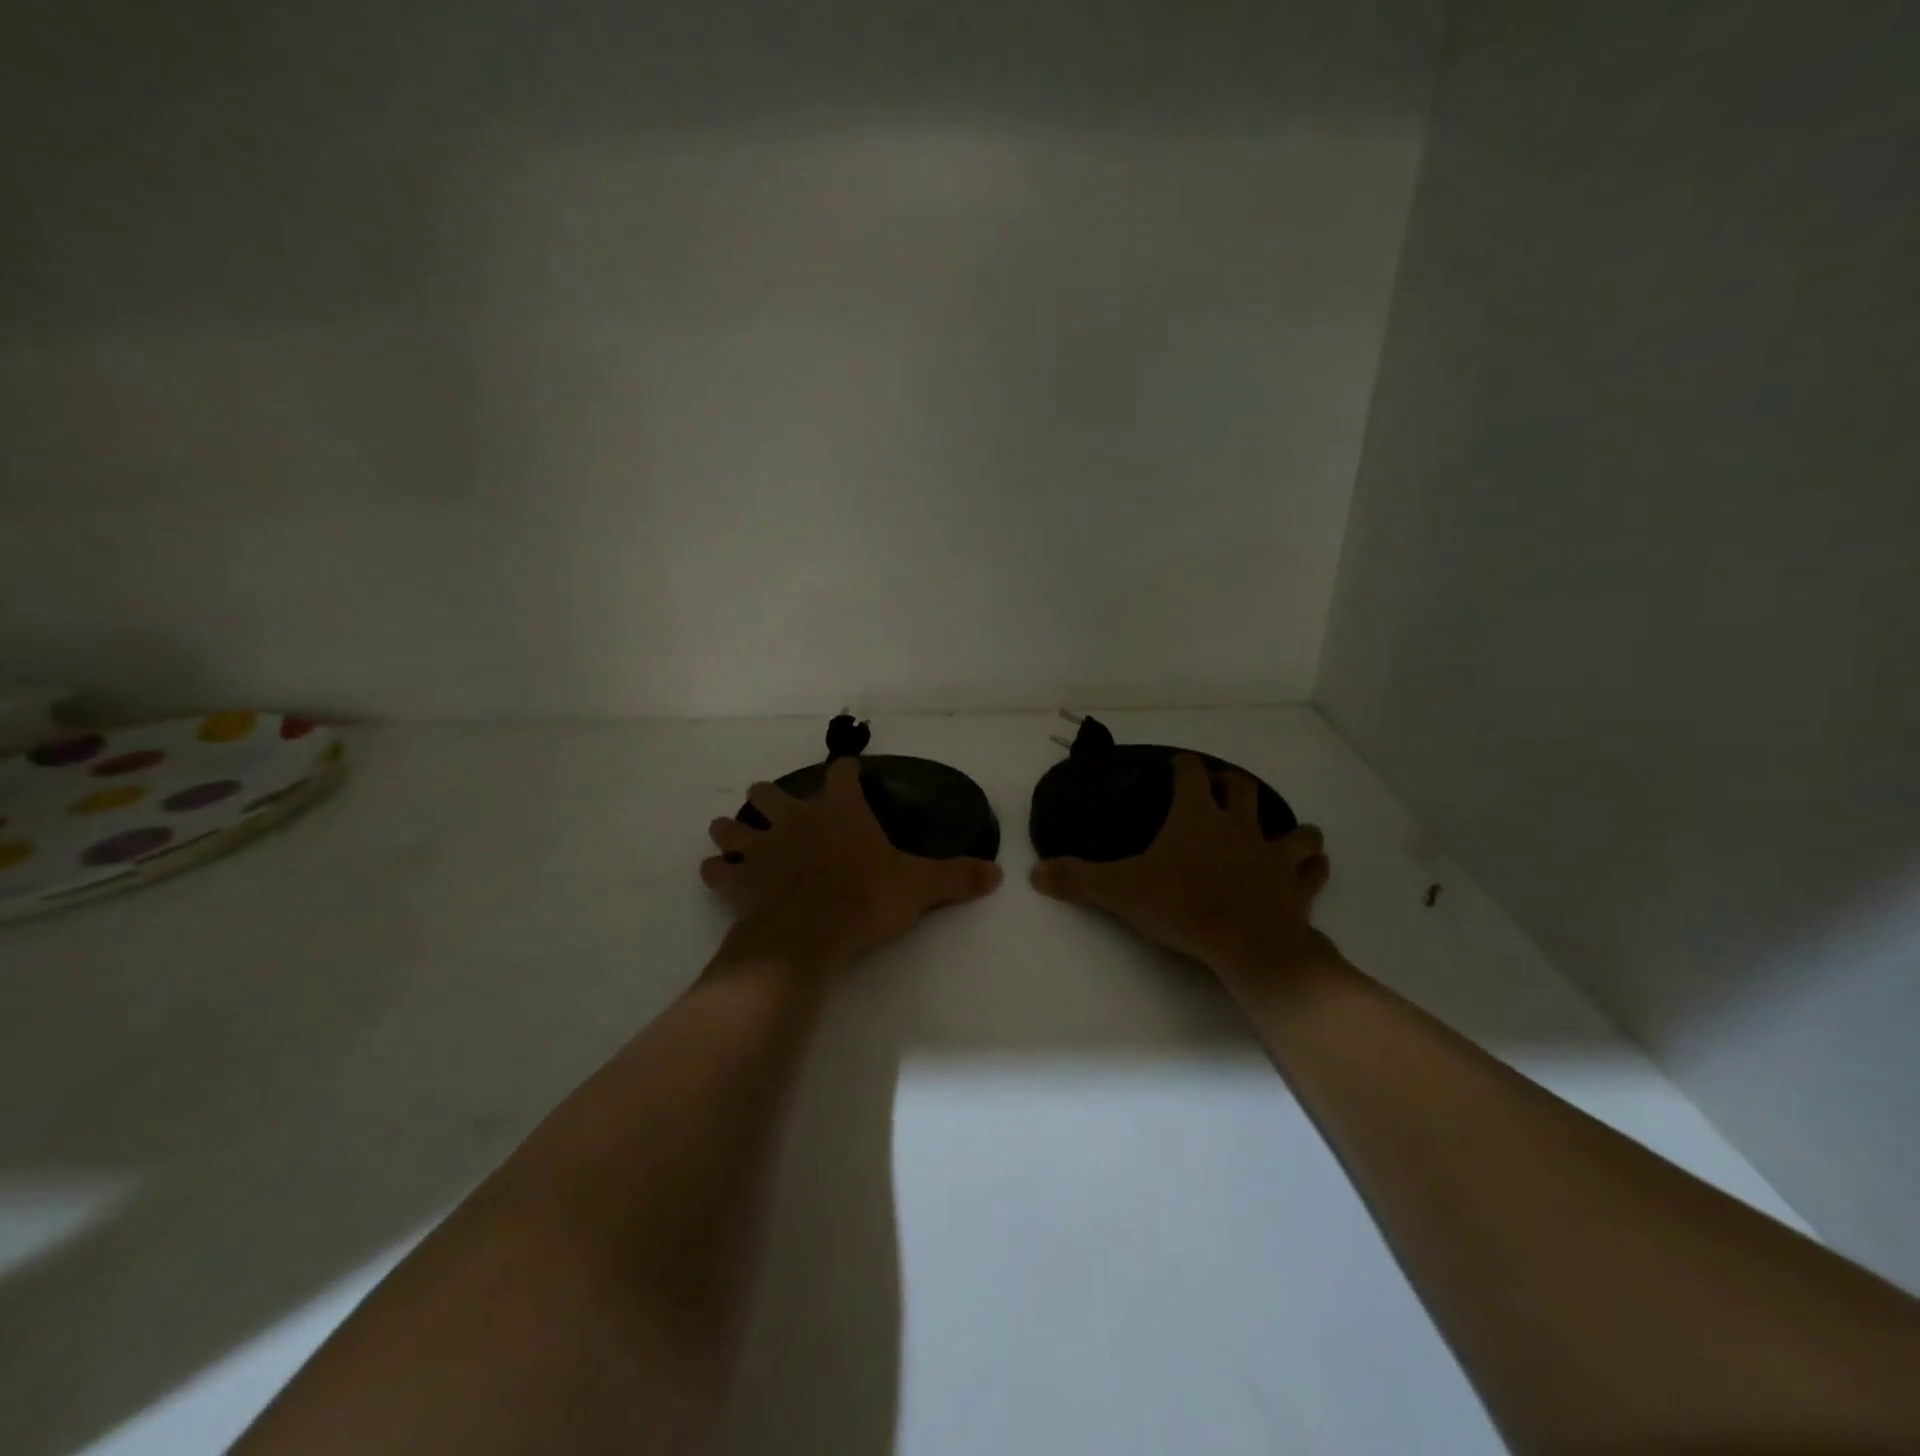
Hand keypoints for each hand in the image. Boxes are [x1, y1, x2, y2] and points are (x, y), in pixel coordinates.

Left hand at [702, 757, 1002, 973]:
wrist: (810, 933)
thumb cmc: (865, 900)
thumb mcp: (919, 887)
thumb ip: (956, 877)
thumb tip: (998, 873)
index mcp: (840, 813)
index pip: (842, 773)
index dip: (845, 770)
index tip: (848, 772)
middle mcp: (796, 820)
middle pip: (769, 792)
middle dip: (770, 797)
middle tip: (779, 811)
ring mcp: (761, 847)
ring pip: (733, 825)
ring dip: (733, 829)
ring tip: (735, 836)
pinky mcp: (738, 879)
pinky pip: (715, 869)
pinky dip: (717, 871)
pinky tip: (720, 876)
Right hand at [1031, 753, 1334, 977]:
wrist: (1247, 945)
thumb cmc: (1182, 907)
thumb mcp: (1120, 892)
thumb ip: (1078, 880)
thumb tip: (1035, 873)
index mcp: (1196, 818)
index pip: (1190, 774)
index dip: (1182, 766)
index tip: (1175, 767)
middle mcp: (1238, 826)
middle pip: (1241, 789)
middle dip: (1230, 784)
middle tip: (1220, 790)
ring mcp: (1273, 855)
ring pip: (1294, 830)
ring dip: (1289, 828)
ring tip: (1278, 833)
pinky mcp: (1297, 887)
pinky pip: (1313, 871)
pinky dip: (1311, 867)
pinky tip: (1307, 869)